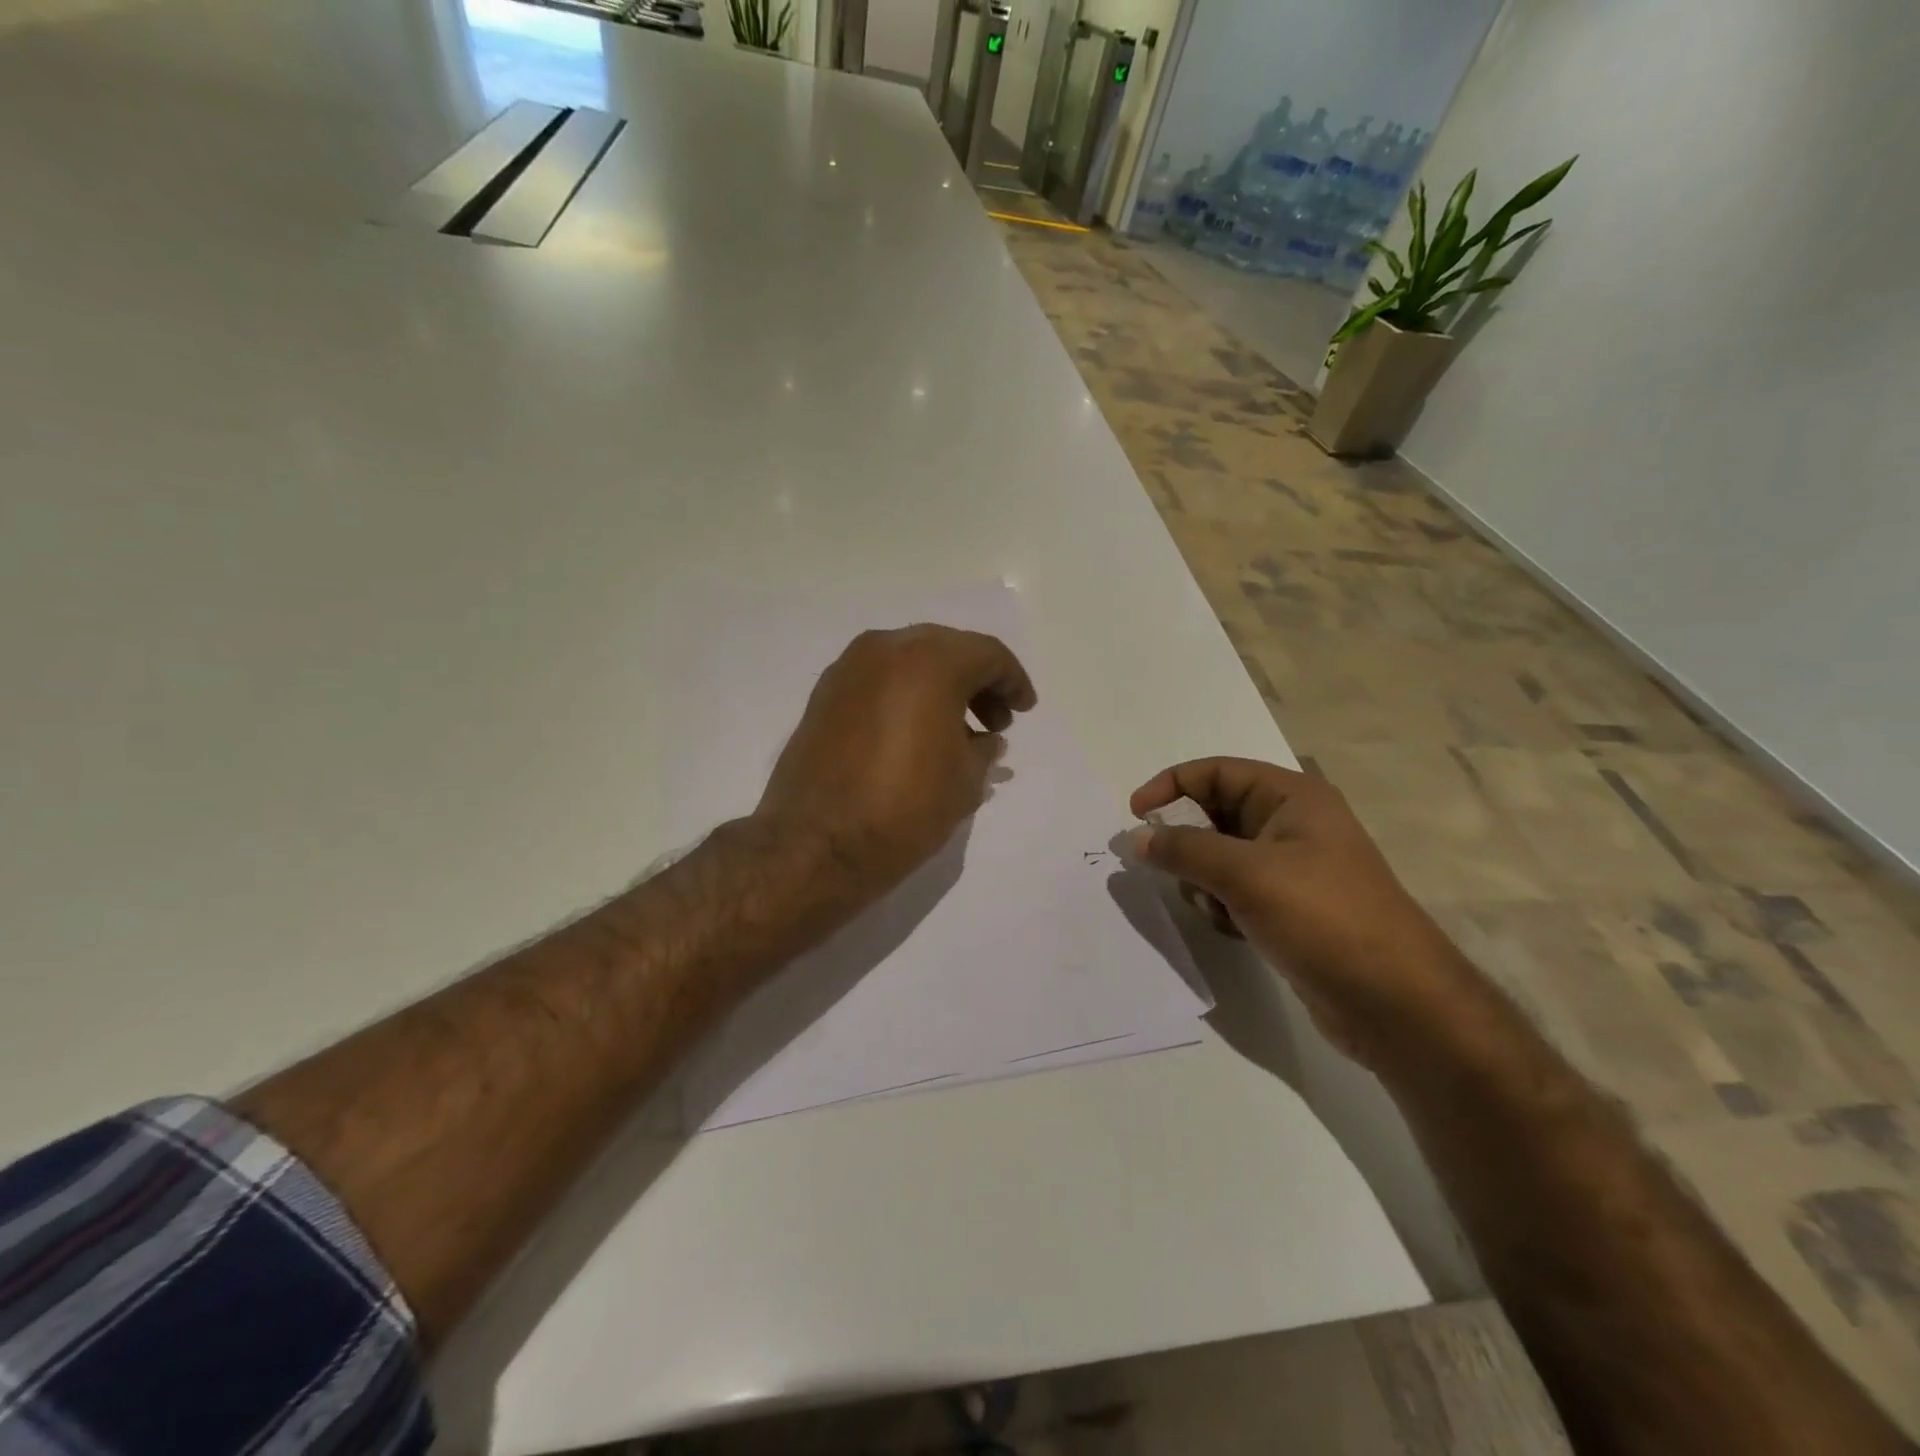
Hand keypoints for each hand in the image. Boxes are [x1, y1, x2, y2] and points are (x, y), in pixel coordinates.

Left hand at [756, 625, 1037, 905]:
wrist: (815, 844)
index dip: (1013, 681)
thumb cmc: (903, 809)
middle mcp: (885, 650)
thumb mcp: (964, 781)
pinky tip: (914, 733)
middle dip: (976, 681)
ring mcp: (848, 669)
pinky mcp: (824, 694)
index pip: (986, 655)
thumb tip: (985, 739)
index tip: (1024, 710)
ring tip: (956, 732)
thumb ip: (984, 748)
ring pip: (909, 661)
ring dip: (940, 686)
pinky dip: (905, 695)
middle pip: (946, 650)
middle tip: (994, 721)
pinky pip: (878, 680)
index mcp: (929, 662)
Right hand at [1131, 758, 1485, 1072]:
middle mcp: (1291, 824)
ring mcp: (1291, 868)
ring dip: (1204, 881)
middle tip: (1173, 871)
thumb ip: (1185, 849)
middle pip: (1214, 815)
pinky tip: (1235, 930)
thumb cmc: (1323, 918)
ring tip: (1217, 908)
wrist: (1393, 1001)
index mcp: (1291, 797)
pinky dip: (1222, 906)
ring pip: (1218, 858)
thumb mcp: (1246, 874)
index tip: (1135, 815)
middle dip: (1188, 844)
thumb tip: (1138, 838)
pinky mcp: (1288, 907)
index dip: (1170, 785)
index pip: (1215, 772)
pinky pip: (1233, 891)